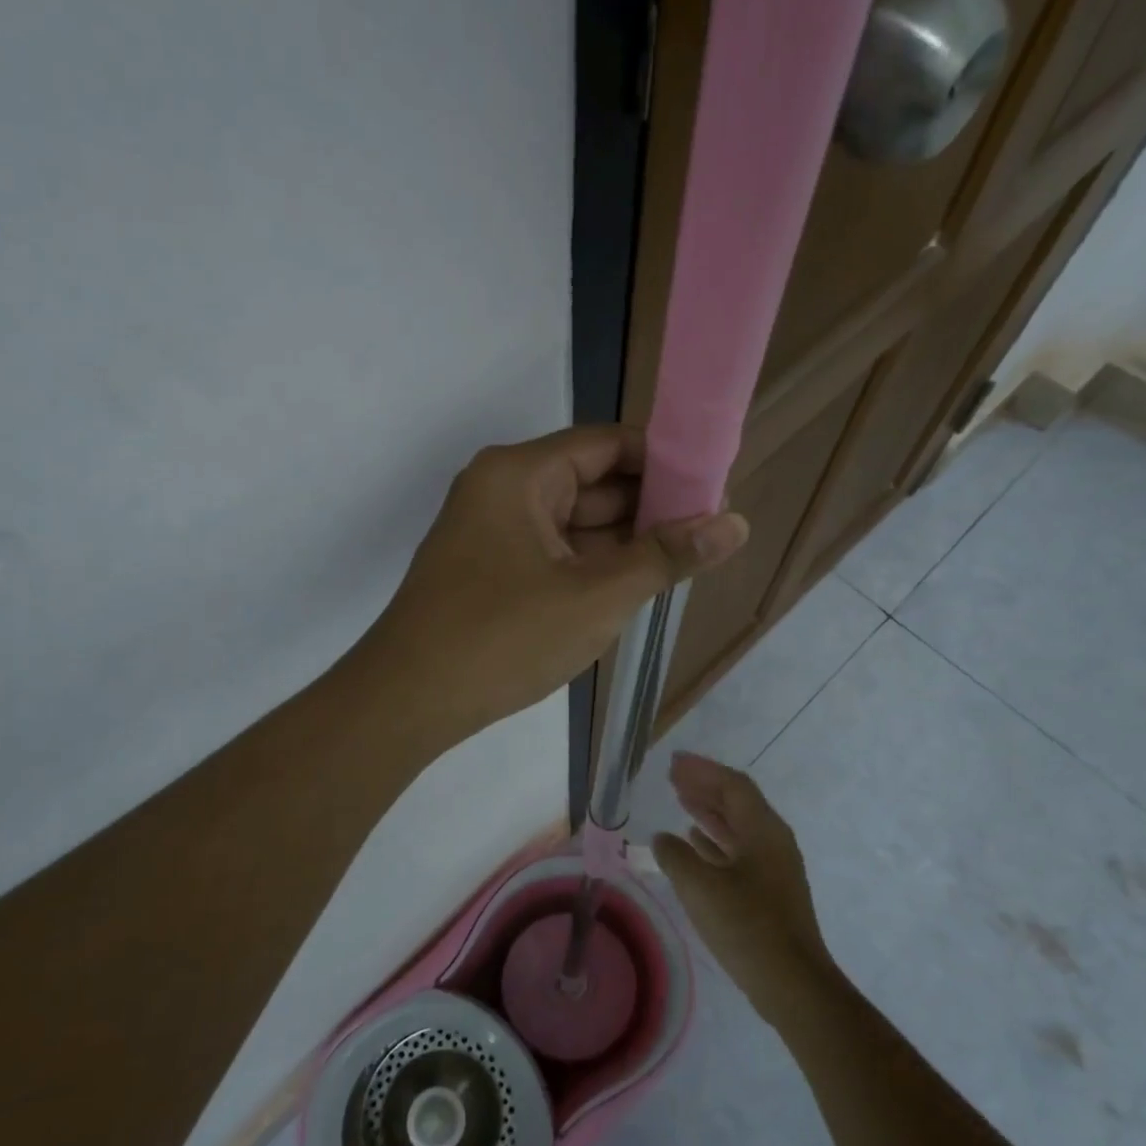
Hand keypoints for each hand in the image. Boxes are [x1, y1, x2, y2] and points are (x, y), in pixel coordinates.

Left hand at [366, 426, 748, 741]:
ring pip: (574, 523)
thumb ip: (666, 557)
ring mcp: (492, 533)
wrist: (408, 702)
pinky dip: (591, 566)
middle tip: (711, 531)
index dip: (664, 462)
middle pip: (591, 482)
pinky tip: (633, 585)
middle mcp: (502, 490)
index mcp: (519, 474)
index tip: (715, 488)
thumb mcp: (596, 597)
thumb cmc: (503, 638)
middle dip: (649, 507)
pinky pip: (553, 553)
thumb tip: (736, 523)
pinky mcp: (489, 571)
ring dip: (623, 542)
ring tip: (685, 560)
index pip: (607, 444)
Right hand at [654, 753, 834, 1022]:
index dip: (702, 770)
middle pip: (737, 802)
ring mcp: (774, 867)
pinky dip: (714, 840)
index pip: (732, 785)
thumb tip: (662, 839)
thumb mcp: (700, 887)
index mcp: (763, 830)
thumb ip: (676, 856)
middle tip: (673, 776)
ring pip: (737, 826)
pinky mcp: (769, 891)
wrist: (793, 984)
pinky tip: (694, 842)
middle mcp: (773, 841)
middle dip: (705, 786)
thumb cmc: (747, 927)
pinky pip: (738, 850)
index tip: (674, 762)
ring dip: (708, 811)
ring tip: (680, 800)